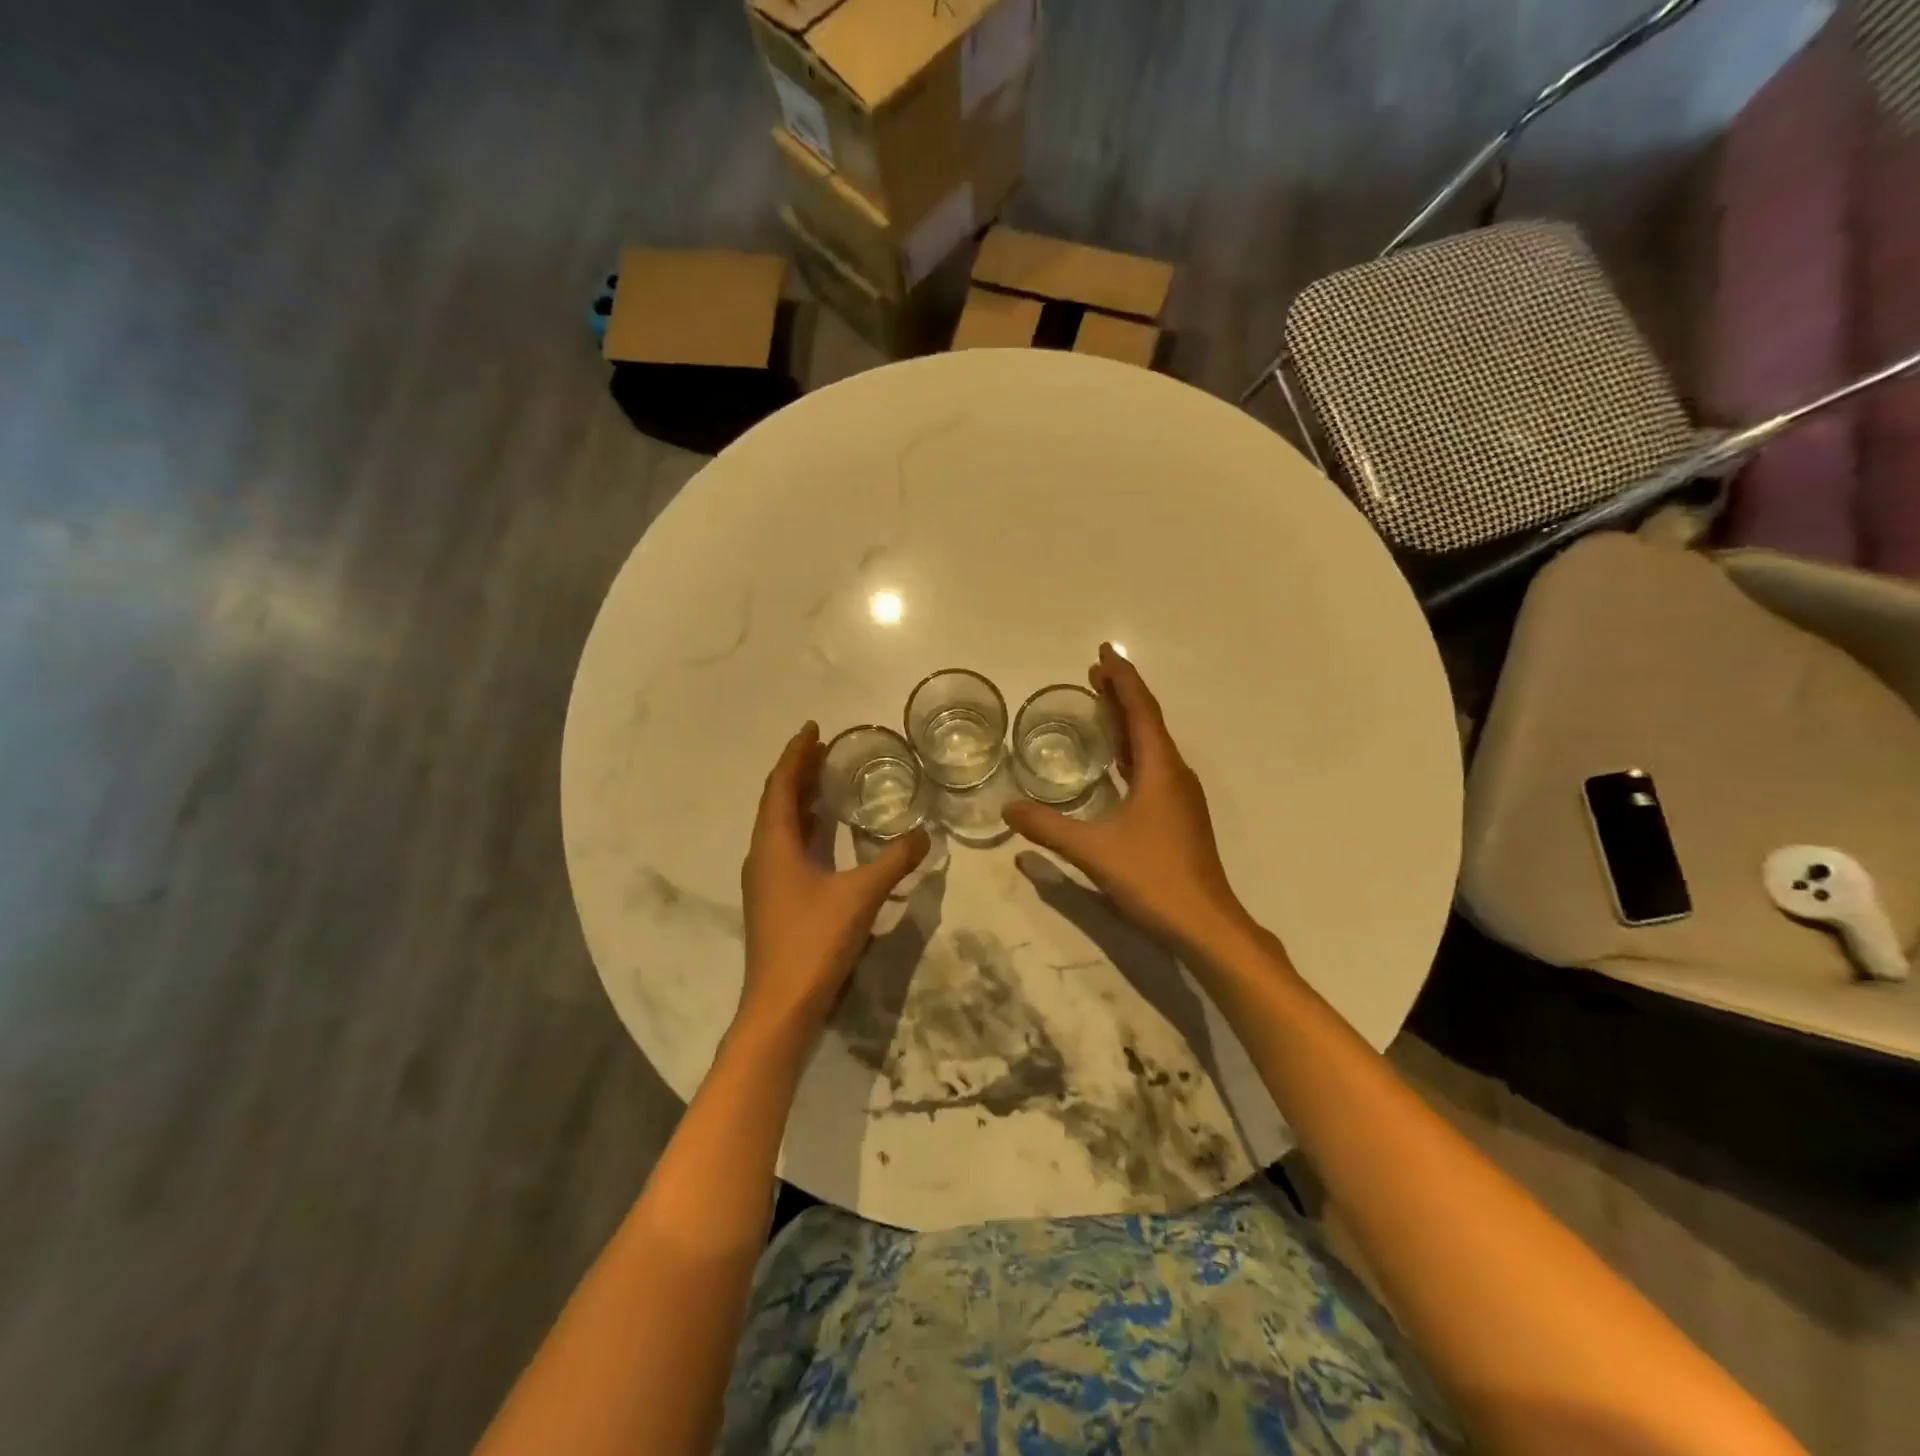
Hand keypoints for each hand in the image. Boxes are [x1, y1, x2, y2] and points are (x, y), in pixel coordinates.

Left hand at [738, 723, 930, 1034]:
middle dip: (798, 771)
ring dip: (798, 799)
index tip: (813, 729)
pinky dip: (803, 827)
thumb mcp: (861, 896)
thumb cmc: (814, 942)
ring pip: (779, 825)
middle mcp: (763, 856)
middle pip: (776, 801)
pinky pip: (785, 846)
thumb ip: (894, 861)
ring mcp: (765, 881)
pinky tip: (824, 833)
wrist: (781, 1006)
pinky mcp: (774, 900)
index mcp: (775, 845)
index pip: (780, 785)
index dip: (796, 754)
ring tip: (824, 779)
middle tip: (825, 748)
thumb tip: (925, 835)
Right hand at [1004, 645, 1254, 957]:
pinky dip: (1132, 752)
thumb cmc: (1154, 878)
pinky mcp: (1179, 817)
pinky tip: (1116, 764)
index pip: (1141, 710)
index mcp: (1160, 770)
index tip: (1104, 652)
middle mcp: (1175, 775)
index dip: (1122, 679)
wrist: (1205, 925)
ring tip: (1101, 706)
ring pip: (1152, 746)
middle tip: (1093, 673)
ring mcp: (1180, 797)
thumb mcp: (1094, 851)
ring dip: (1127, 722)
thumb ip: (1049, 828)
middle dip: (1121, 695)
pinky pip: (1153, 768)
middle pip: (1148, 722)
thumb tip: (1007, 809)